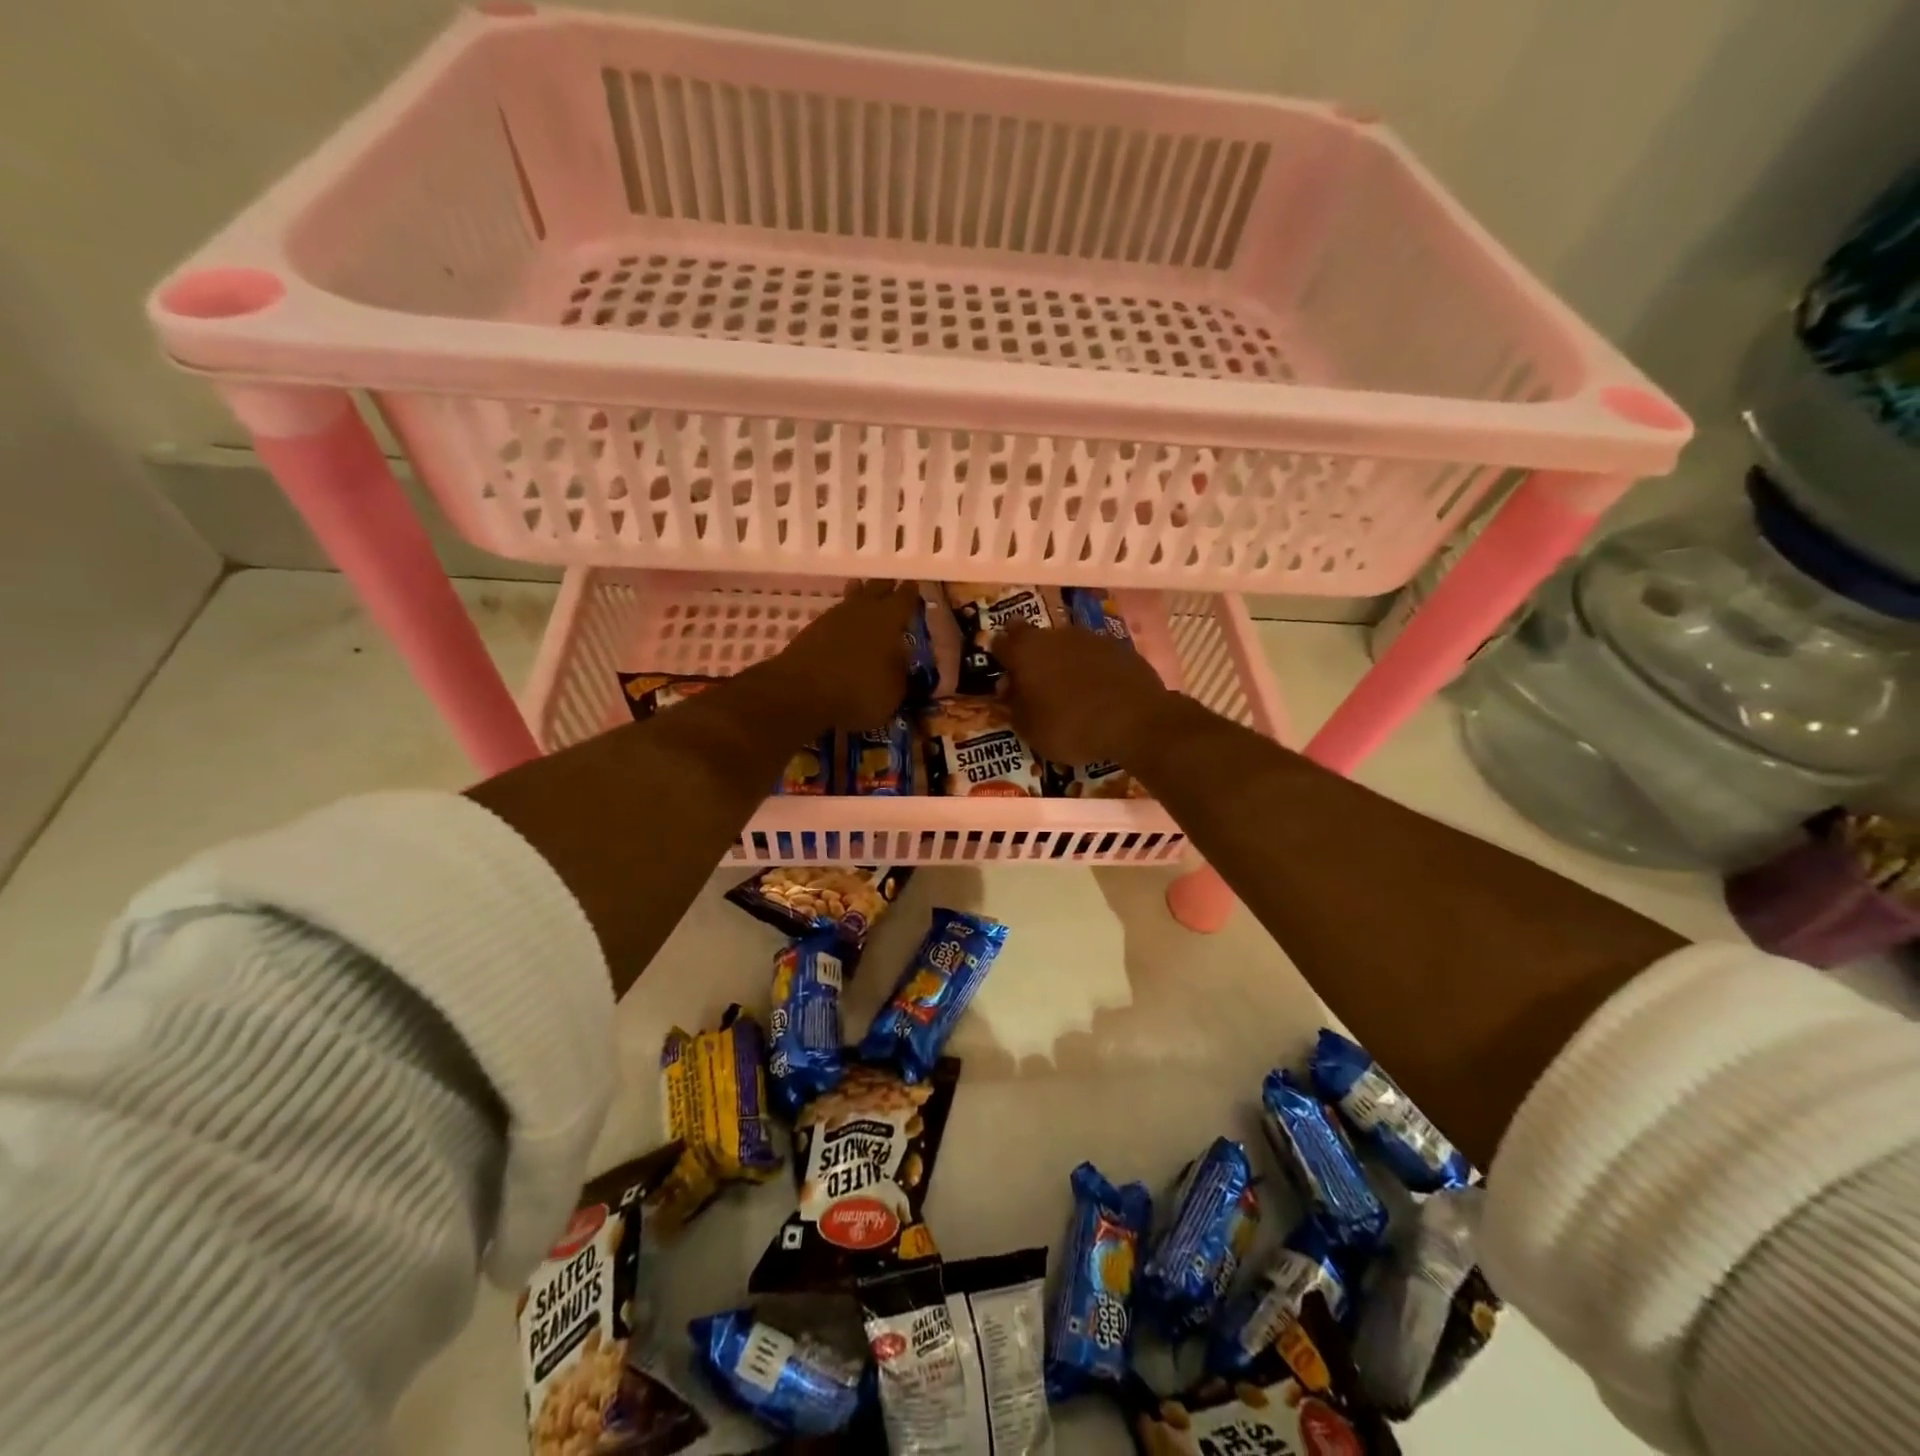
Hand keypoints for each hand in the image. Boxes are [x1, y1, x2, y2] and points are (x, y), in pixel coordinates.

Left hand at [766, 580, 919, 730]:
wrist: (802, 695)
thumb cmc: (859, 692)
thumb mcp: (894, 690)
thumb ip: (901, 669)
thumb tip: (902, 656)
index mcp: (889, 619)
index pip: (905, 598)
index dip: (910, 593)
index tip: (914, 587)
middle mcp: (862, 610)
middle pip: (876, 588)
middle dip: (885, 587)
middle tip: (891, 586)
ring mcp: (833, 617)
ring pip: (851, 598)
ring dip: (860, 596)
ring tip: (865, 594)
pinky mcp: (811, 630)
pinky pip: (834, 616)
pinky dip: (842, 618)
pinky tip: (844, 626)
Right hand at [997, 622, 1173, 765]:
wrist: (1136, 721)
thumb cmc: (1071, 726)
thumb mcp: (1029, 729)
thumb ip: (1014, 705)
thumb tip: (1010, 688)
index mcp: (1026, 651)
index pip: (1000, 643)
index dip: (1000, 657)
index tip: (1004, 673)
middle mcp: (1055, 635)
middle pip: (1035, 639)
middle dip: (1032, 657)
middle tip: (1036, 683)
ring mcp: (1090, 637)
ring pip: (1066, 645)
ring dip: (1063, 661)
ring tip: (1070, 690)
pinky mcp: (1120, 647)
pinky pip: (1095, 655)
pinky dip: (1091, 668)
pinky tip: (1098, 691)